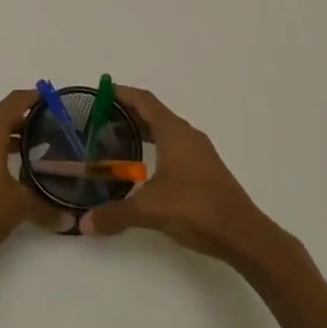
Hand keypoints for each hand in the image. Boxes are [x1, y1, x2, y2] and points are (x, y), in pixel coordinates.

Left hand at [0, 90, 71, 268]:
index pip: (14, 102)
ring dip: (12, 137)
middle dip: (26, 120)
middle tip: (52, 128)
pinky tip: (14, 169)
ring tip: (37, 149)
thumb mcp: (20, 206)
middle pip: (2, 116)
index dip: (34, 98)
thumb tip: (70, 220)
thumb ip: (46, 207)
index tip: (53, 100)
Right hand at [80, 86, 288, 267]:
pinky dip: (155, 147)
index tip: (99, 93)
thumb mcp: (149, 210)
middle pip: (153, 113)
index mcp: (173, 132)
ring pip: (165, 131)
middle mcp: (187, 135)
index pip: (144, 100)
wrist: (242, 234)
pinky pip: (174, 147)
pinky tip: (143, 168)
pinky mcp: (205, 170)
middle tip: (99, 120)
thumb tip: (83, 223)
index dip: (121, 93)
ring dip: (142, 131)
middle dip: (127, 113)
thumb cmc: (195, 208)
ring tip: (116, 142)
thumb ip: (114, 214)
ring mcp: (199, 152)